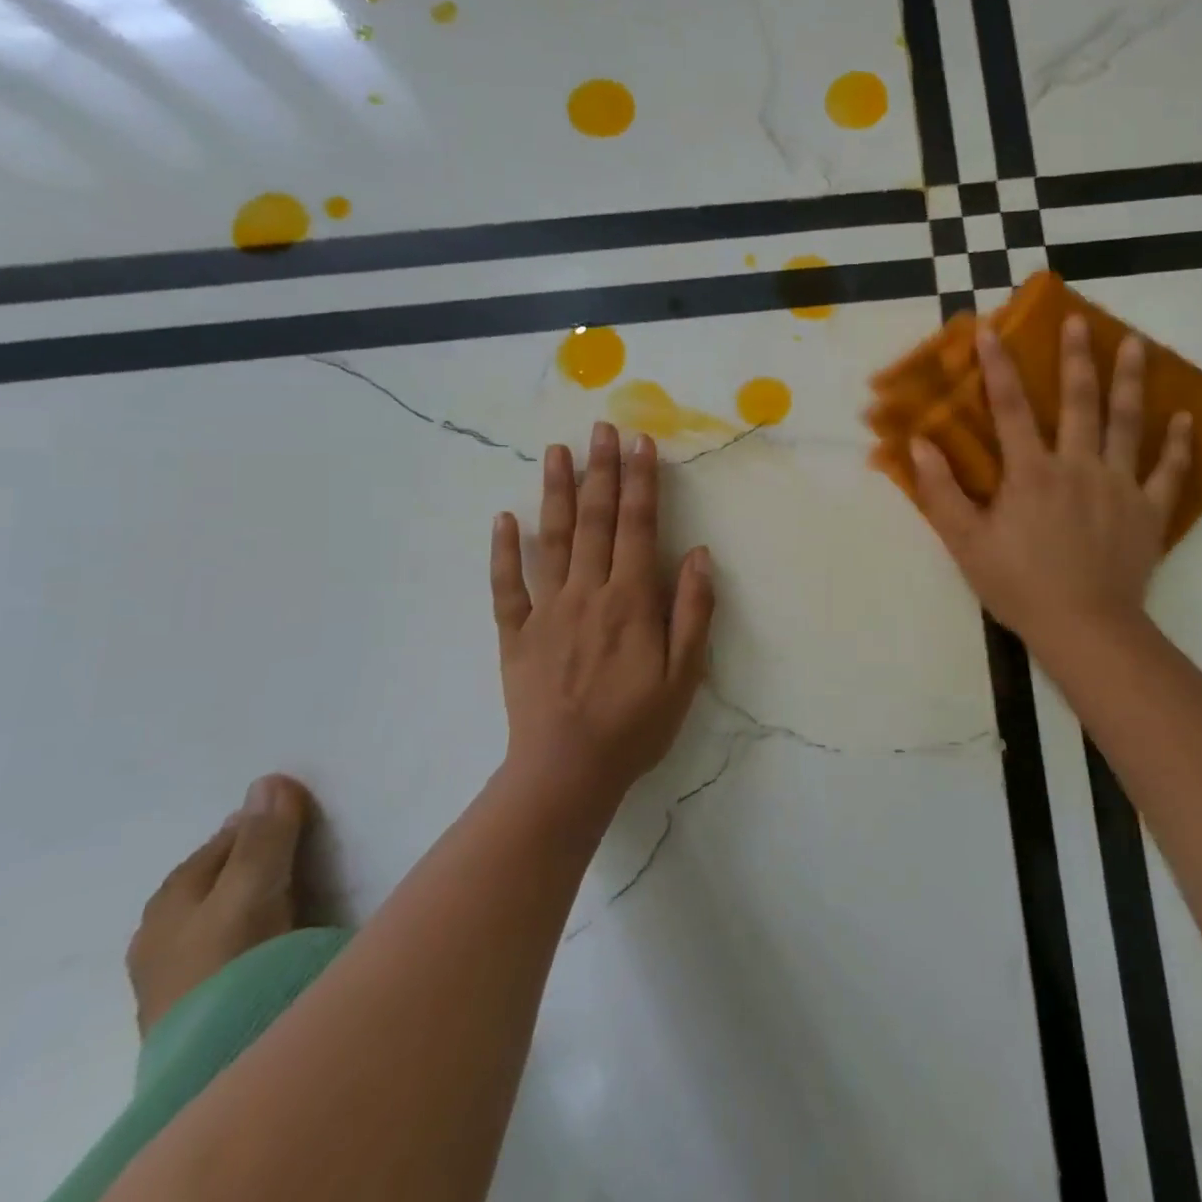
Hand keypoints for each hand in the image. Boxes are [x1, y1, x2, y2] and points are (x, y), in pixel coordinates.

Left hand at [490, 422, 715, 815]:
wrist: (566, 772)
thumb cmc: (635, 726)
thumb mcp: (683, 676)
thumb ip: (692, 612)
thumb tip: (697, 554)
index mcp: (629, 601)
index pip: (637, 527)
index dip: (641, 482)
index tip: (641, 443)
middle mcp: (586, 592)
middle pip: (594, 520)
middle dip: (601, 471)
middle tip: (602, 428)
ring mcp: (546, 610)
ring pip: (550, 540)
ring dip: (555, 492)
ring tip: (557, 451)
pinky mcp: (515, 633)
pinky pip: (506, 585)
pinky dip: (503, 550)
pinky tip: (504, 518)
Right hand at [912, 316, 1191, 656]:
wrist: (1083, 627)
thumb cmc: (1018, 585)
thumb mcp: (966, 542)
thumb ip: (941, 491)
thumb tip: (919, 444)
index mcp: (1031, 473)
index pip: (1009, 409)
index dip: (998, 367)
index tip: (991, 329)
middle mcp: (1078, 466)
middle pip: (1079, 402)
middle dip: (1076, 357)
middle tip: (1080, 320)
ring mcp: (1120, 486)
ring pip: (1128, 423)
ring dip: (1131, 380)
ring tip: (1136, 344)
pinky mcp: (1149, 511)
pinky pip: (1169, 471)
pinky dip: (1178, 444)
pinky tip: (1186, 418)